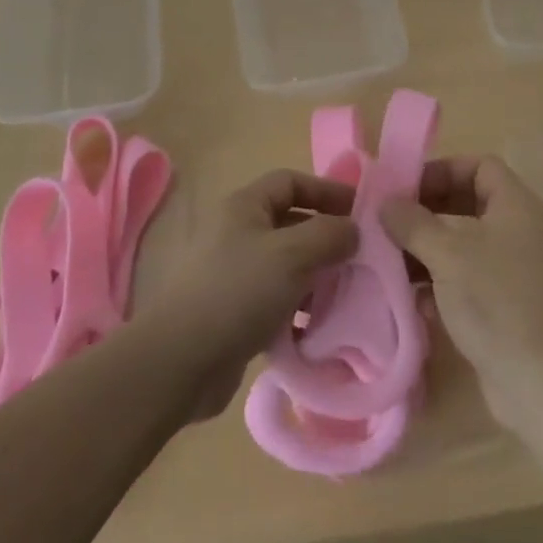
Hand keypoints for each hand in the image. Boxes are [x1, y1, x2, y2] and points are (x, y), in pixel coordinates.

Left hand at [139, 169, 358, 421]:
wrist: (180, 360)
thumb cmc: (238, 291)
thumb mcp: (291, 255)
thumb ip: (328, 235)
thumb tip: (352, 230)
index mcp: (244, 206)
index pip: (291, 181)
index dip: (326, 191)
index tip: (361, 212)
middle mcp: (237, 232)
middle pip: (291, 223)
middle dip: (326, 238)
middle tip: (362, 259)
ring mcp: (233, 273)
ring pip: (286, 265)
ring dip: (316, 277)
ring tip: (348, 296)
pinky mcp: (234, 312)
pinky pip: (276, 300)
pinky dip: (299, 309)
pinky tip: (320, 328)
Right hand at [381, 155, 542, 430]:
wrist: (538, 382)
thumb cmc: (493, 299)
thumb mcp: (446, 253)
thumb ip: (412, 222)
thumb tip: (386, 203)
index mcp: (516, 205)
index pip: (479, 166)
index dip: (442, 170)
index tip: (406, 189)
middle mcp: (520, 230)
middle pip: (468, 202)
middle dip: (427, 211)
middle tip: (391, 223)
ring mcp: (515, 268)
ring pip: (464, 242)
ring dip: (428, 247)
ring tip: (391, 258)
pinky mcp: (507, 303)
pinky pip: (468, 275)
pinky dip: (440, 279)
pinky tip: (411, 296)